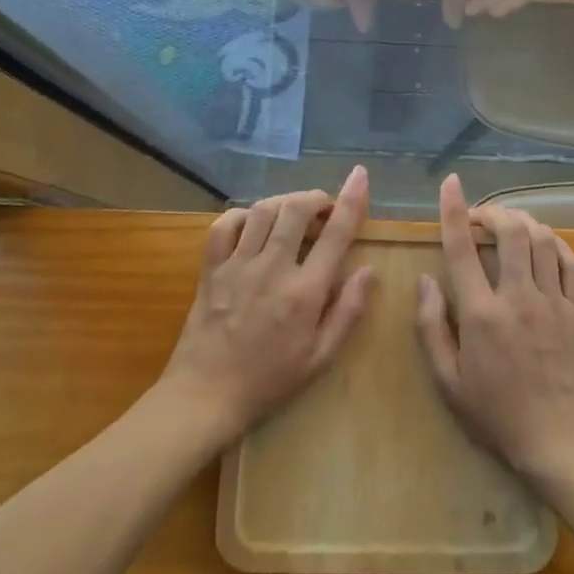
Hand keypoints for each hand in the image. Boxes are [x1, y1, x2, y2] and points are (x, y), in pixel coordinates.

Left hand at [159, 167, 374, 444]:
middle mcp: (272, 269)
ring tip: (295, 212)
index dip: (351, 200)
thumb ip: (348, 312)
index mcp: (304, 292)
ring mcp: (236, 266)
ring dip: (284, 202)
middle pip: (295, 210)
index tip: (360, 176)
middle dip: (316, 198)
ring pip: (262, 210)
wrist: (206, 397)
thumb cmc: (270, 382)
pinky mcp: (210, 269)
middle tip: (325, 208)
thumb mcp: (321, 358)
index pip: (335, 234)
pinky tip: (254, 223)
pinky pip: (225, 225)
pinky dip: (243, 214)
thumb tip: (367, 270)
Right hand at [416, 174, 573, 485]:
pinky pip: (570, 262)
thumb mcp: (447, 380)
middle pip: (511, 231)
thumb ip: (431, 326)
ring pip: (542, 240)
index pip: (463, 248)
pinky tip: (543, 246)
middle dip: (494, 211)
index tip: (450, 184)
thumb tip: (425, 280)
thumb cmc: (494, 414)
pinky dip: (555, 244)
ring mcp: (553, 302)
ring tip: (509, 226)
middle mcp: (518, 298)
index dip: (454, 210)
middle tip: (481, 216)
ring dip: (524, 222)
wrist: (557, 440)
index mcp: (481, 314)